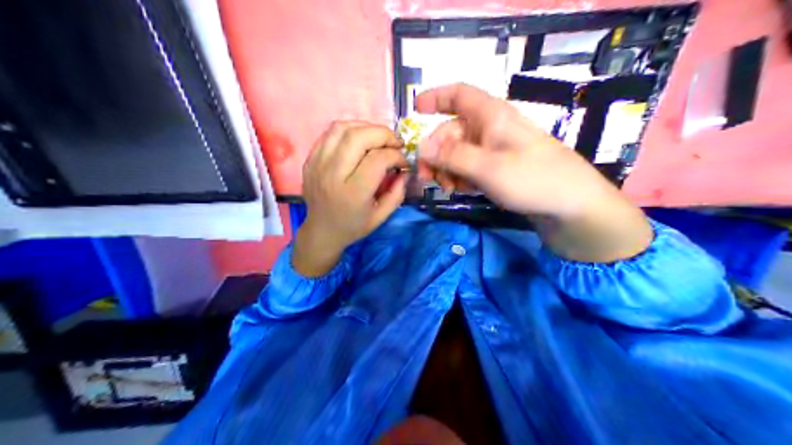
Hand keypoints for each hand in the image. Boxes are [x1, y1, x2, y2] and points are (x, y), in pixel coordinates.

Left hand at [295, 121, 410, 274]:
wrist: (321, 231)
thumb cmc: (353, 226)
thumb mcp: (382, 216)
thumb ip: (397, 192)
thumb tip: (404, 169)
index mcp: (353, 193)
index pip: (378, 159)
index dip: (396, 155)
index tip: (402, 162)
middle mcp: (333, 174)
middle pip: (359, 136)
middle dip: (383, 134)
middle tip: (394, 143)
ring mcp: (317, 164)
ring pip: (342, 128)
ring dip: (365, 127)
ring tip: (377, 138)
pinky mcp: (310, 159)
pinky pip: (330, 133)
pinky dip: (349, 130)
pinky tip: (359, 140)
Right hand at [417, 84, 651, 259]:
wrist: (572, 205)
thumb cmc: (531, 178)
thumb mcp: (486, 167)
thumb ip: (451, 156)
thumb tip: (422, 147)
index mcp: (491, 115)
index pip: (458, 94)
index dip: (435, 97)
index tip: (415, 111)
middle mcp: (492, 127)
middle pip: (453, 129)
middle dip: (436, 151)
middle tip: (426, 177)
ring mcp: (498, 148)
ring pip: (461, 150)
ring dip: (447, 167)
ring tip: (448, 188)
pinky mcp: (502, 167)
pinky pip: (473, 165)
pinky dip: (462, 175)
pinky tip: (463, 190)